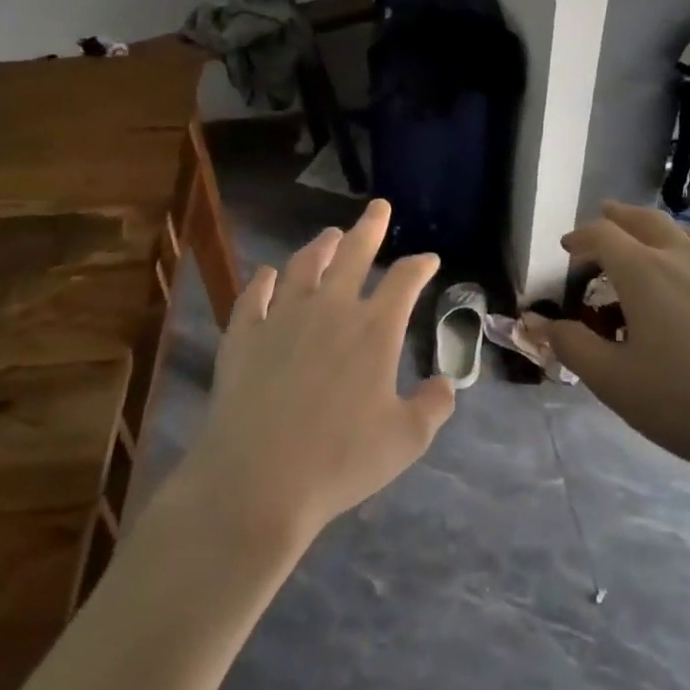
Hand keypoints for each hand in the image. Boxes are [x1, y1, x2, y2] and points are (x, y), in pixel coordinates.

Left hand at [178, 199, 455, 549]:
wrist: (256, 481)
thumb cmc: (340, 461)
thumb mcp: (406, 440)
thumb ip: (433, 407)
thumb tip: (446, 384)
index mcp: (373, 330)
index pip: (404, 281)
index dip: (420, 265)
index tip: (429, 259)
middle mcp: (330, 310)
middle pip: (354, 255)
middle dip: (370, 228)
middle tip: (378, 207)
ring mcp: (282, 318)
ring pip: (304, 266)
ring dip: (320, 247)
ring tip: (330, 236)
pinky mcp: (243, 335)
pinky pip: (255, 295)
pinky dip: (265, 280)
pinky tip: (269, 274)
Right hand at [545, 202, 689, 479]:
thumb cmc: (688, 403)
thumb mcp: (614, 381)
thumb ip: (571, 345)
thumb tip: (537, 322)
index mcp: (645, 271)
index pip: (602, 234)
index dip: (579, 237)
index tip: (567, 250)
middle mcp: (684, 258)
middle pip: (645, 219)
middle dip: (617, 217)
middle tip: (602, 222)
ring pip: (684, 234)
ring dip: (656, 231)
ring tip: (645, 245)